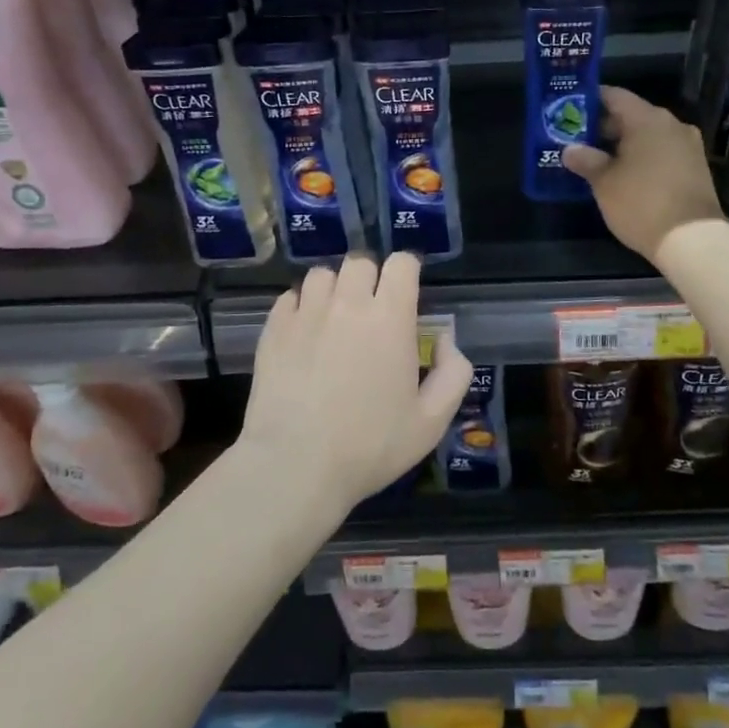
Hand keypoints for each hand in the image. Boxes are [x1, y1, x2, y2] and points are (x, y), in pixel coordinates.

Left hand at [240, 253, 472, 508]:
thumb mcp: (431, 422)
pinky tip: (305, 333)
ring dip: (334, 288)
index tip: (408, 293)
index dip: (407, 272)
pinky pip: (290, 297)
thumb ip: (454, 373)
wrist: (295, 466)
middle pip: (361, 262)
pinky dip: (301, 306)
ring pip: (322, 274)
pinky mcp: (274, 329)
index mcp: (390, 318)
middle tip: (373, 311)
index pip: (401, 263)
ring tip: (336, 318)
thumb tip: (446, 338)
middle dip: (371, 278)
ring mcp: (306, 313)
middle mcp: (348, 304)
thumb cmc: (370, 446)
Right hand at [561, 85, 725, 260]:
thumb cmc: (641, 203)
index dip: (591, 100)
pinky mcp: (695, 167)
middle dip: (605, 126)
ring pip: (648, 135)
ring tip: (598, 159)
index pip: (615, 96)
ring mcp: (688, 146)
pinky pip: (662, 152)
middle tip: (578, 139)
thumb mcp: (604, 183)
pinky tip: (625, 174)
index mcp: (648, 119)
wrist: (692, 239)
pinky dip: (643, 157)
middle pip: (632, 115)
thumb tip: (570, 150)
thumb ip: (586, 160)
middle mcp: (671, 124)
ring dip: (624, 144)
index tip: (571, 109)